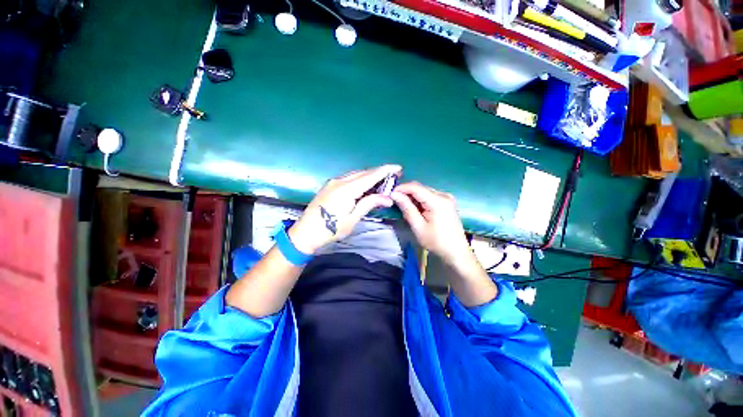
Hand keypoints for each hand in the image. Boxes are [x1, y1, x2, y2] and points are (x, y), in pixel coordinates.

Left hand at [289, 165, 401, 253]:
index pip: (370, 176)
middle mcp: (339, 181)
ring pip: (356, 175)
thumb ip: (369, 204)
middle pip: (363, 173)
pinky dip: (360, 180)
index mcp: (346, 189)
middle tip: (393, 176)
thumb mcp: (352, 219)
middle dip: (379, 173)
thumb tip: (387, 198)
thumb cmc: (330, 229)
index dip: (385, 171)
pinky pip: (349, 178)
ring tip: (383, 181)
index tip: (398, 167)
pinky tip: (366, 185)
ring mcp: (333, 182)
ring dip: (370, 176)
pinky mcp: (330, 186)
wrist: (305, 233)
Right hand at [392, 182, 496, 305]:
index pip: (416, 187)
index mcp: (438, 201)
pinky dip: (419, 200)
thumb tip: (394, 194)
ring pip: (424, 191)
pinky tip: (415, 209)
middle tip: (394, 201)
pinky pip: (429, 196)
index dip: (401, 188)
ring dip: (412, 197)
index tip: (390, 194)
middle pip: (420, 188)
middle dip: (406, 193)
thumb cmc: (437, 242)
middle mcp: (444, 195)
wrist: (456, 252)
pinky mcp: (446, 202)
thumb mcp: (418, 227)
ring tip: (403, 206)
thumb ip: (407, 208)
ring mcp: (446, 198)